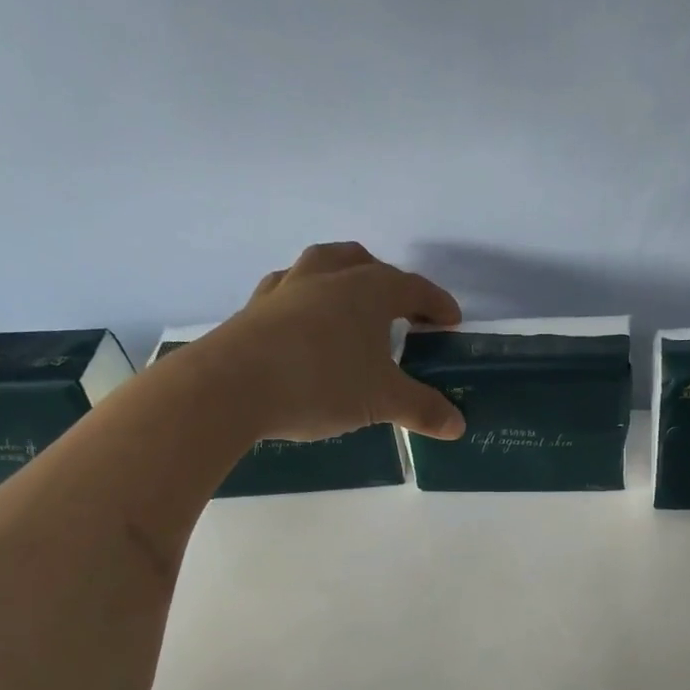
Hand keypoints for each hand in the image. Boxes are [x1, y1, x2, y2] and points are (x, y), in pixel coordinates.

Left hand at [212, 242, 466, 442]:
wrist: (231, 387)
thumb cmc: (321, 383)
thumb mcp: (382, 401)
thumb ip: (422, 409)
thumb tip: (458, 425)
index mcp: (368, 290)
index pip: (414, 288)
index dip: (437, 304)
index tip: (451, 321)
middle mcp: (329, 277)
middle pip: (365, 263)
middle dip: (389, 282)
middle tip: (401, 312)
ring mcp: (287, 288)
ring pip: (322, 265)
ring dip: (344, 278)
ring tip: (351, 306)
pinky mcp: (255, 308)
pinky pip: (289, 291)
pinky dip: (305, 300)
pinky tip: (303, 323)